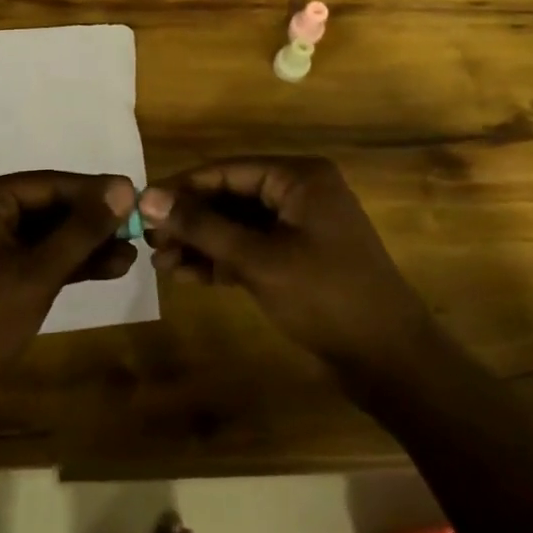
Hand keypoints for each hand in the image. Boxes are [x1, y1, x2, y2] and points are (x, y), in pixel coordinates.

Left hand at [0, 171, 138, 403]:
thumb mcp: (38, 274)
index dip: (94, 190)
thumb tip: (123, 189)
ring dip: (86, 245)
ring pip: (46, 235)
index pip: (47, 183)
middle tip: (139, 228)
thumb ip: (82, 230)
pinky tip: (109, 269)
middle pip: (48, 207)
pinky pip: (37, 257)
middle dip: (92, 222)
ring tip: (132, 254)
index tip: (136, 195)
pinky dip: (69, 264)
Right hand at [138, 157, 428, 370]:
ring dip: (201, 243)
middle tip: (148, 240)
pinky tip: (188, 275)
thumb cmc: (325, 297)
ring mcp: (300, 227)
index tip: (142, 205)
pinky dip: (221, 260)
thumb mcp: (258, 260)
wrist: (390, 361)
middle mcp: (300, 193)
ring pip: (238, 226)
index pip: (227, 171)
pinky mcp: (298, 259)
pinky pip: (251, 249)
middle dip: (190, 220)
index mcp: (299, 178)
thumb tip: (148, 197)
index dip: (183, 187)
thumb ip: (202, 226)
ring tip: (160, 263)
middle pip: (231, 197)